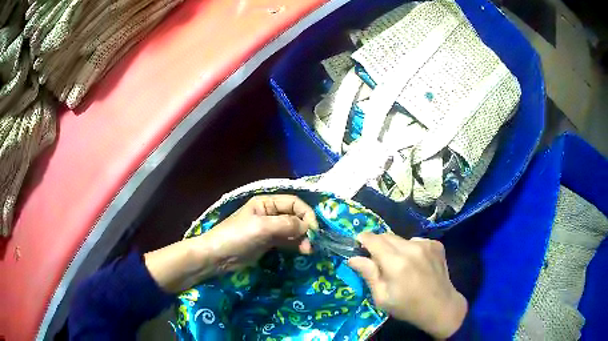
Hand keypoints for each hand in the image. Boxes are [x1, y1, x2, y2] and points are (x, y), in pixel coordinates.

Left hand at [144, 195, 317, 292]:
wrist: (217, 257)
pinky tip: (301, 252)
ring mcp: (269, 229)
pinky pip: (286, 241)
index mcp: (266, 203)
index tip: (314, 230)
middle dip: (305, 228)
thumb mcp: (261, 228)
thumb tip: (308, 227)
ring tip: (308, 251)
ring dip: (302, 238)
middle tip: (312, 244)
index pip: (294, 202)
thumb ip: (286, 224)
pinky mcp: (268, 243)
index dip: (306, 214)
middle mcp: (270, 213)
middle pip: (295, 216)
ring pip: (292, 230)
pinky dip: (295, 245)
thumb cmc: (236, 237)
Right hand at [348, 233, 466, 338]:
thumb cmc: (408, 307)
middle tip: (377, 260)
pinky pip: (416, 241)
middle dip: (377, 244)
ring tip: (399, 265)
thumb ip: (368, 274)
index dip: (363, 239)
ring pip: (401, 239)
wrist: (441, 306)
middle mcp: (411, 248)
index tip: (358, 244)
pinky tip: (415, 264)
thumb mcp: (382, 298)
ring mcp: (426, 244)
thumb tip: (353, 258)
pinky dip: (410, 249)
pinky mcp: (436, 244)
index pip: (373, 240)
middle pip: (387, 236)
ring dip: (395, 248)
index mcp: (396, 263)